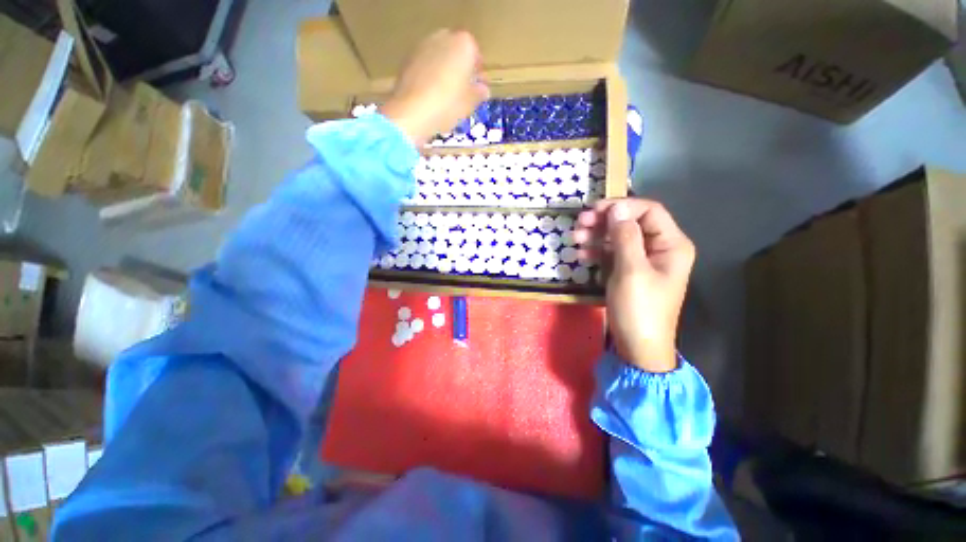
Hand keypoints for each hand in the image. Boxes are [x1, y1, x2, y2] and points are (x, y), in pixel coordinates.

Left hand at [380, 29, 489, 146]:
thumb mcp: (469, 103)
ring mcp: (421, 46)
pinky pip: (424, 65)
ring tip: (446, 95)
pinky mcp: (406, 59)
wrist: (411, 112)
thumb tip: (483, 89)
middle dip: (460, 68)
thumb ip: (478, 93)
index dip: (477, 71)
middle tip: (463, 90)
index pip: (475, 53)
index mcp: (463, 44)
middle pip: (455, 51)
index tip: (478, 87)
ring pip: (438, 57)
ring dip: (443, 71)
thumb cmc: (447, 105)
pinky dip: (429, 76)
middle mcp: (442, 37)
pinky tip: (431, 96)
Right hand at [573, 199, 694, 372]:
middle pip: (631, 223)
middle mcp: (659, 249)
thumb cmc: (639, 308)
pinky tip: (581, 255)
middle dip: (605, 221)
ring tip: (576, 239)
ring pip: (619, 237)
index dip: (622, 206)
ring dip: (597, 235)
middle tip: (580, 223)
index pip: (649, 211)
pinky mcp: (628, 272)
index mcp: (671, 245)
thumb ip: (625, 237)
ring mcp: (642, 261)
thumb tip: (616, 208)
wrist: (637, 346)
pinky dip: (597, 251)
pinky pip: (613, 253)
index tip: (594, 210)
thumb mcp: (631, 271)